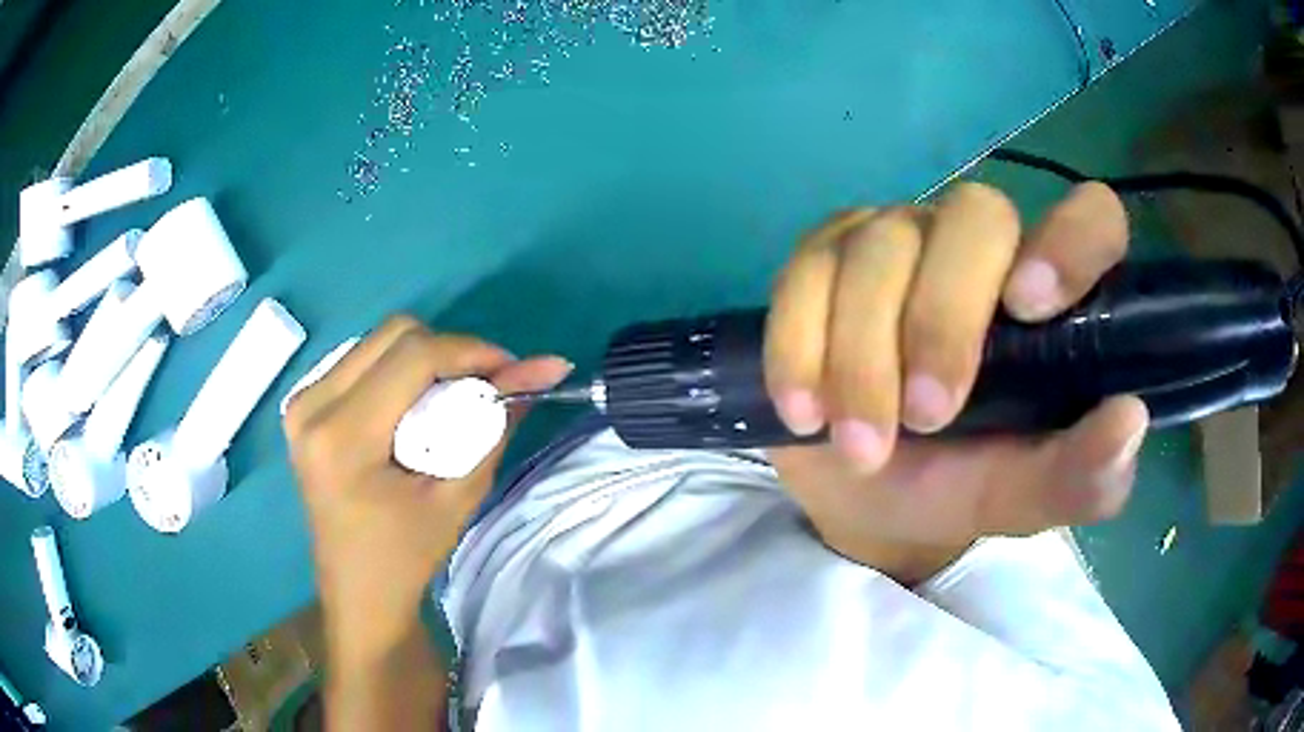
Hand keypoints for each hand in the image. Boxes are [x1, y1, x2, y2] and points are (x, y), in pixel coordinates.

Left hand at [284, 317, 571, 661]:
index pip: (413, 357)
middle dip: (449, 351)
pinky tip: (414, 407)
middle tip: (484, 386)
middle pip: (394, 334)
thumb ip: (497, 423)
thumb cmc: (407, 556)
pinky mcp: (304, 405)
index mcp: (342, 436)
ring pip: (378, 341)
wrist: (358, 592)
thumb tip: (546, 367)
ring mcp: (302, 401)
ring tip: (451, 400)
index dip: (471, 351)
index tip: (514, 370)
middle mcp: (312, 405)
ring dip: (424, 359)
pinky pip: (362, 359)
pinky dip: (400, 370)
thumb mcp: (458, 494)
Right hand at [764, 182, 1147, 582]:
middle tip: (927, 418)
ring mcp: (898, 241)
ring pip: (881, 246)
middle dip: (944, 319)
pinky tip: (804, 411)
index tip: (1031, 306)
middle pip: (974, 214)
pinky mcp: (824, 260)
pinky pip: (806, 273)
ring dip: (864, 357)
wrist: (865, 494)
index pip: (1090, 218)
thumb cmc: (960, 486)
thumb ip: (1081, 476)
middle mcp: (981, 248)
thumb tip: (1128, 418)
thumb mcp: (1025, 497)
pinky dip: (800, 346)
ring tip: (861, 447)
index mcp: (1049, 296)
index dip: (1070, 238)